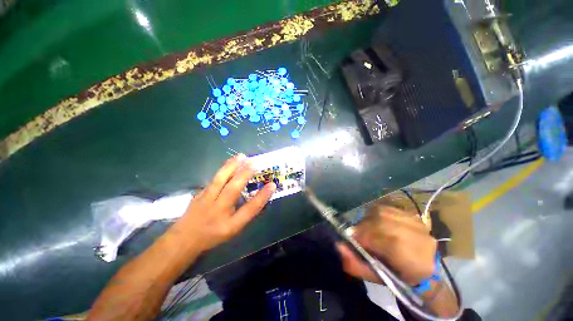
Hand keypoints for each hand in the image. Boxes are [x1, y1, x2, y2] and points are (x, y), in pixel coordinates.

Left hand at [172, 154, 275, 251]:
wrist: (185, 238)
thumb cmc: (214, 234)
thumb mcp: (234, 228)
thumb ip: (247, 212)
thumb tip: (261, 195)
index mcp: (229, 224)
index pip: (250, 209)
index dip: (262, 197)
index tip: (272, 184)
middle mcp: (218, 210)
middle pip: (233, 188)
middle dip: (245, 174)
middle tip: (255, 162)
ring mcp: (206, 200)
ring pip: (220, 180)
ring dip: (232, 166)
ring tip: (242, 156)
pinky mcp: (200, 193)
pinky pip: (214, 179)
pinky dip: (223, 169)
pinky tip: (229, 162)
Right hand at [336, 205, 436, 284]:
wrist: (426, 270)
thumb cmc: (398, 277)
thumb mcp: (376, 277)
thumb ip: (356, 264)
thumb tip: (339, 246)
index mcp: (414, 260)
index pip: (385, 241)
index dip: (364, 237)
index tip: (351, 239)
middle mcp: (418, 238)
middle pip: (383, 222)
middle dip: (364, 227)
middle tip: (357, 233)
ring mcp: (417, 224)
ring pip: (384, 212)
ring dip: (369, 219)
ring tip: (366, 228)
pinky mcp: (412, 215)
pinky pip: (388, 208)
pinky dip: (376, 212)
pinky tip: (375, 221)